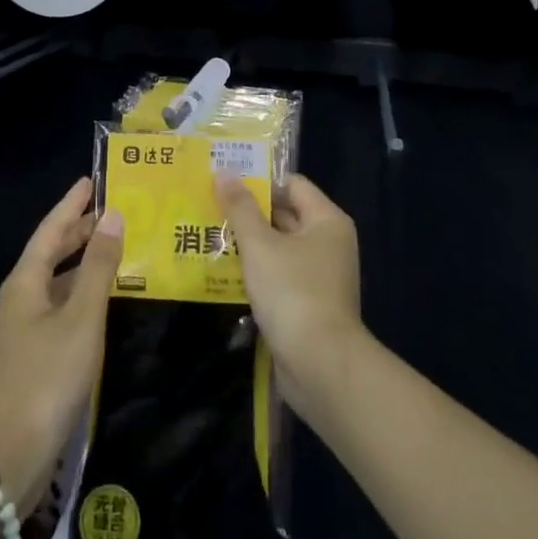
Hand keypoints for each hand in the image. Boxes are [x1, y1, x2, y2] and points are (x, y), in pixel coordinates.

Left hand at [0, 178, 122, 513]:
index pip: (51, 229)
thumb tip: (113, 216)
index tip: (90, 180)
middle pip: (51, 253)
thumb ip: (98, 267)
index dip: (72, 204)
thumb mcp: (81, 317)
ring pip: (57, 282)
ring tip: (115, 249)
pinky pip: (61, 308)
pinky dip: (82, 294)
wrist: (7, 456)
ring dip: (83, 264)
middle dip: (78, 230)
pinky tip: (104, 301)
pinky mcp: (33, 356)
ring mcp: (24, 329)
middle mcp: (21, 298)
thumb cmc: (47, 376)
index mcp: (26, 281)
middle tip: (110, 211)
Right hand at [216, 172, 363, 419]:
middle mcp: (328, 242)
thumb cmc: (293, 293)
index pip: (292, 184)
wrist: (321, 366)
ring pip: (279, 246)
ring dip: (248, 243)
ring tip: (208, 235)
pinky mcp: (308, 302)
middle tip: (209, 207)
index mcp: (326, 220)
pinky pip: (279, 274)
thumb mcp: (260, 245)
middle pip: (285, 214)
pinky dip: (256, 271)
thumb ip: (240, 208)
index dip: (259, 181)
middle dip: (248, 212)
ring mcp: (320, 274)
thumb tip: (224, 172)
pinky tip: (224, 271)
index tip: (224, 183)